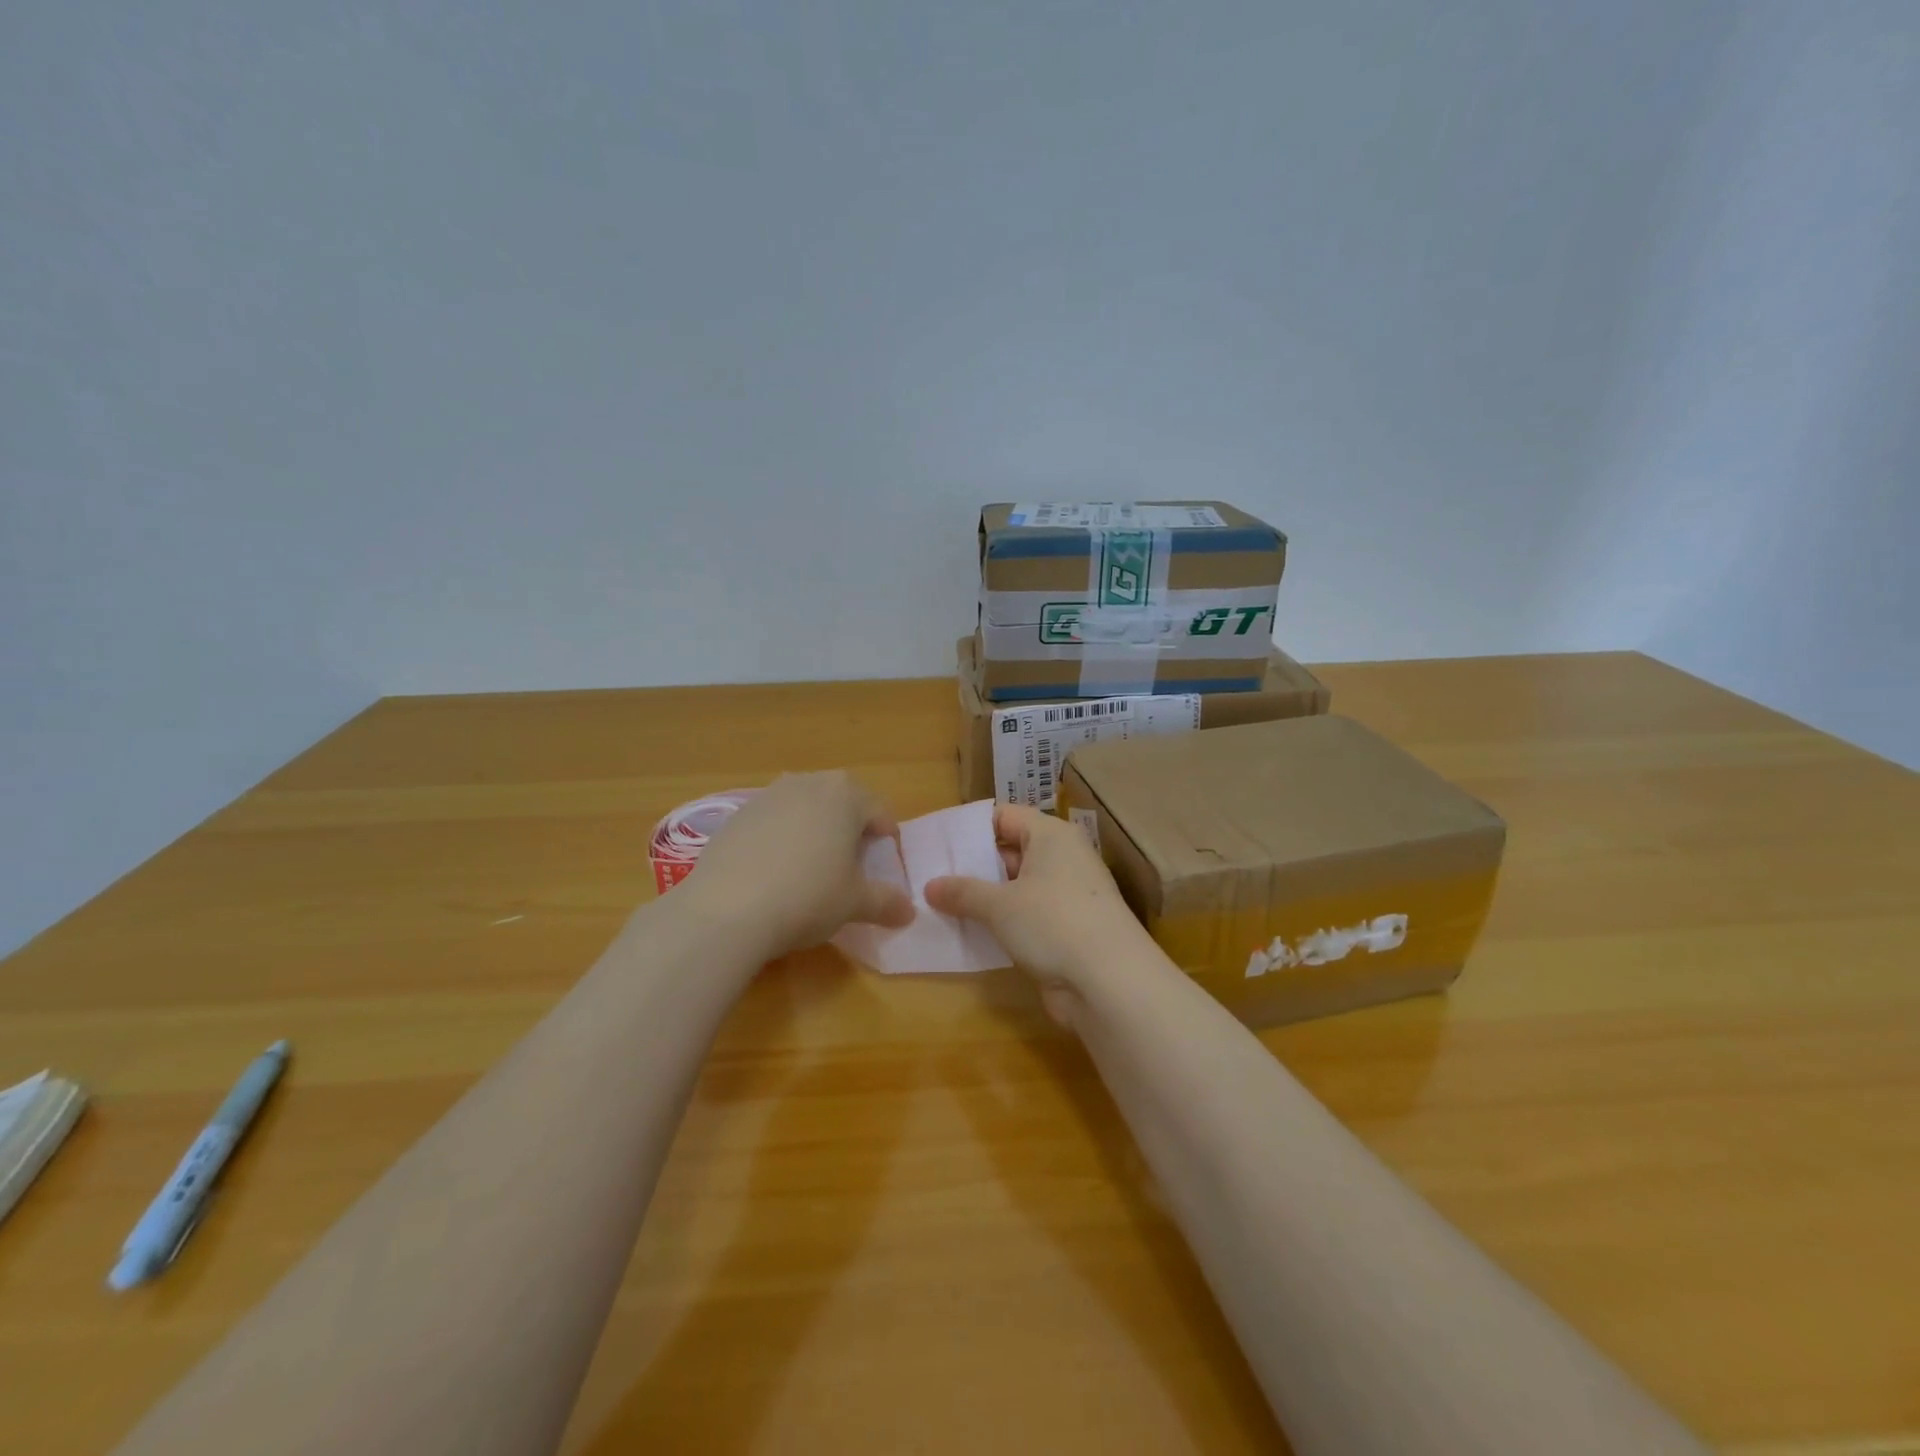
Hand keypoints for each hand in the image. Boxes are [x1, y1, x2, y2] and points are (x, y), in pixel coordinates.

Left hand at [679, 772, 914, 958]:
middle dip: (851, 832)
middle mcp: (808, 782)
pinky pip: (772, 823)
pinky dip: (781, 841)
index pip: (881, 813)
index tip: (882, 873)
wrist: (726, 910)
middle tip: (849, 870)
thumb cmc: (808, 896)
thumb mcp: (855, 903)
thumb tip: (908, 912)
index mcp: (846, 794)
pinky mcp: (736, 815)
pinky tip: (773, 876)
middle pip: (842, 804)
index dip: (887, 844)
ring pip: (805, 810)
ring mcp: (768, 795)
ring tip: (810, 872)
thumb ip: (886, 902)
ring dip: (814, 833)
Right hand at [924, 805, 1154, 1023]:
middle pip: (1010, 851)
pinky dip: (1003, 923)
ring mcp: (1068, 895)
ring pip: (1017, 887)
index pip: (1005, 816)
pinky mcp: (1068, 929)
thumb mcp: (999, 905)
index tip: (937, 844)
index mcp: (1052, 835)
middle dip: (974, 866)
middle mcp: (1063, 858)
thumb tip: (929, 886)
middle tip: (931, 877)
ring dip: (986, 898)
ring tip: (941, 906)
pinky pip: (1027, 916)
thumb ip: (963, 892)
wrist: (1110, 982)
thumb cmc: (1053, 922)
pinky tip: (972, 934)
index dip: (971, 828)